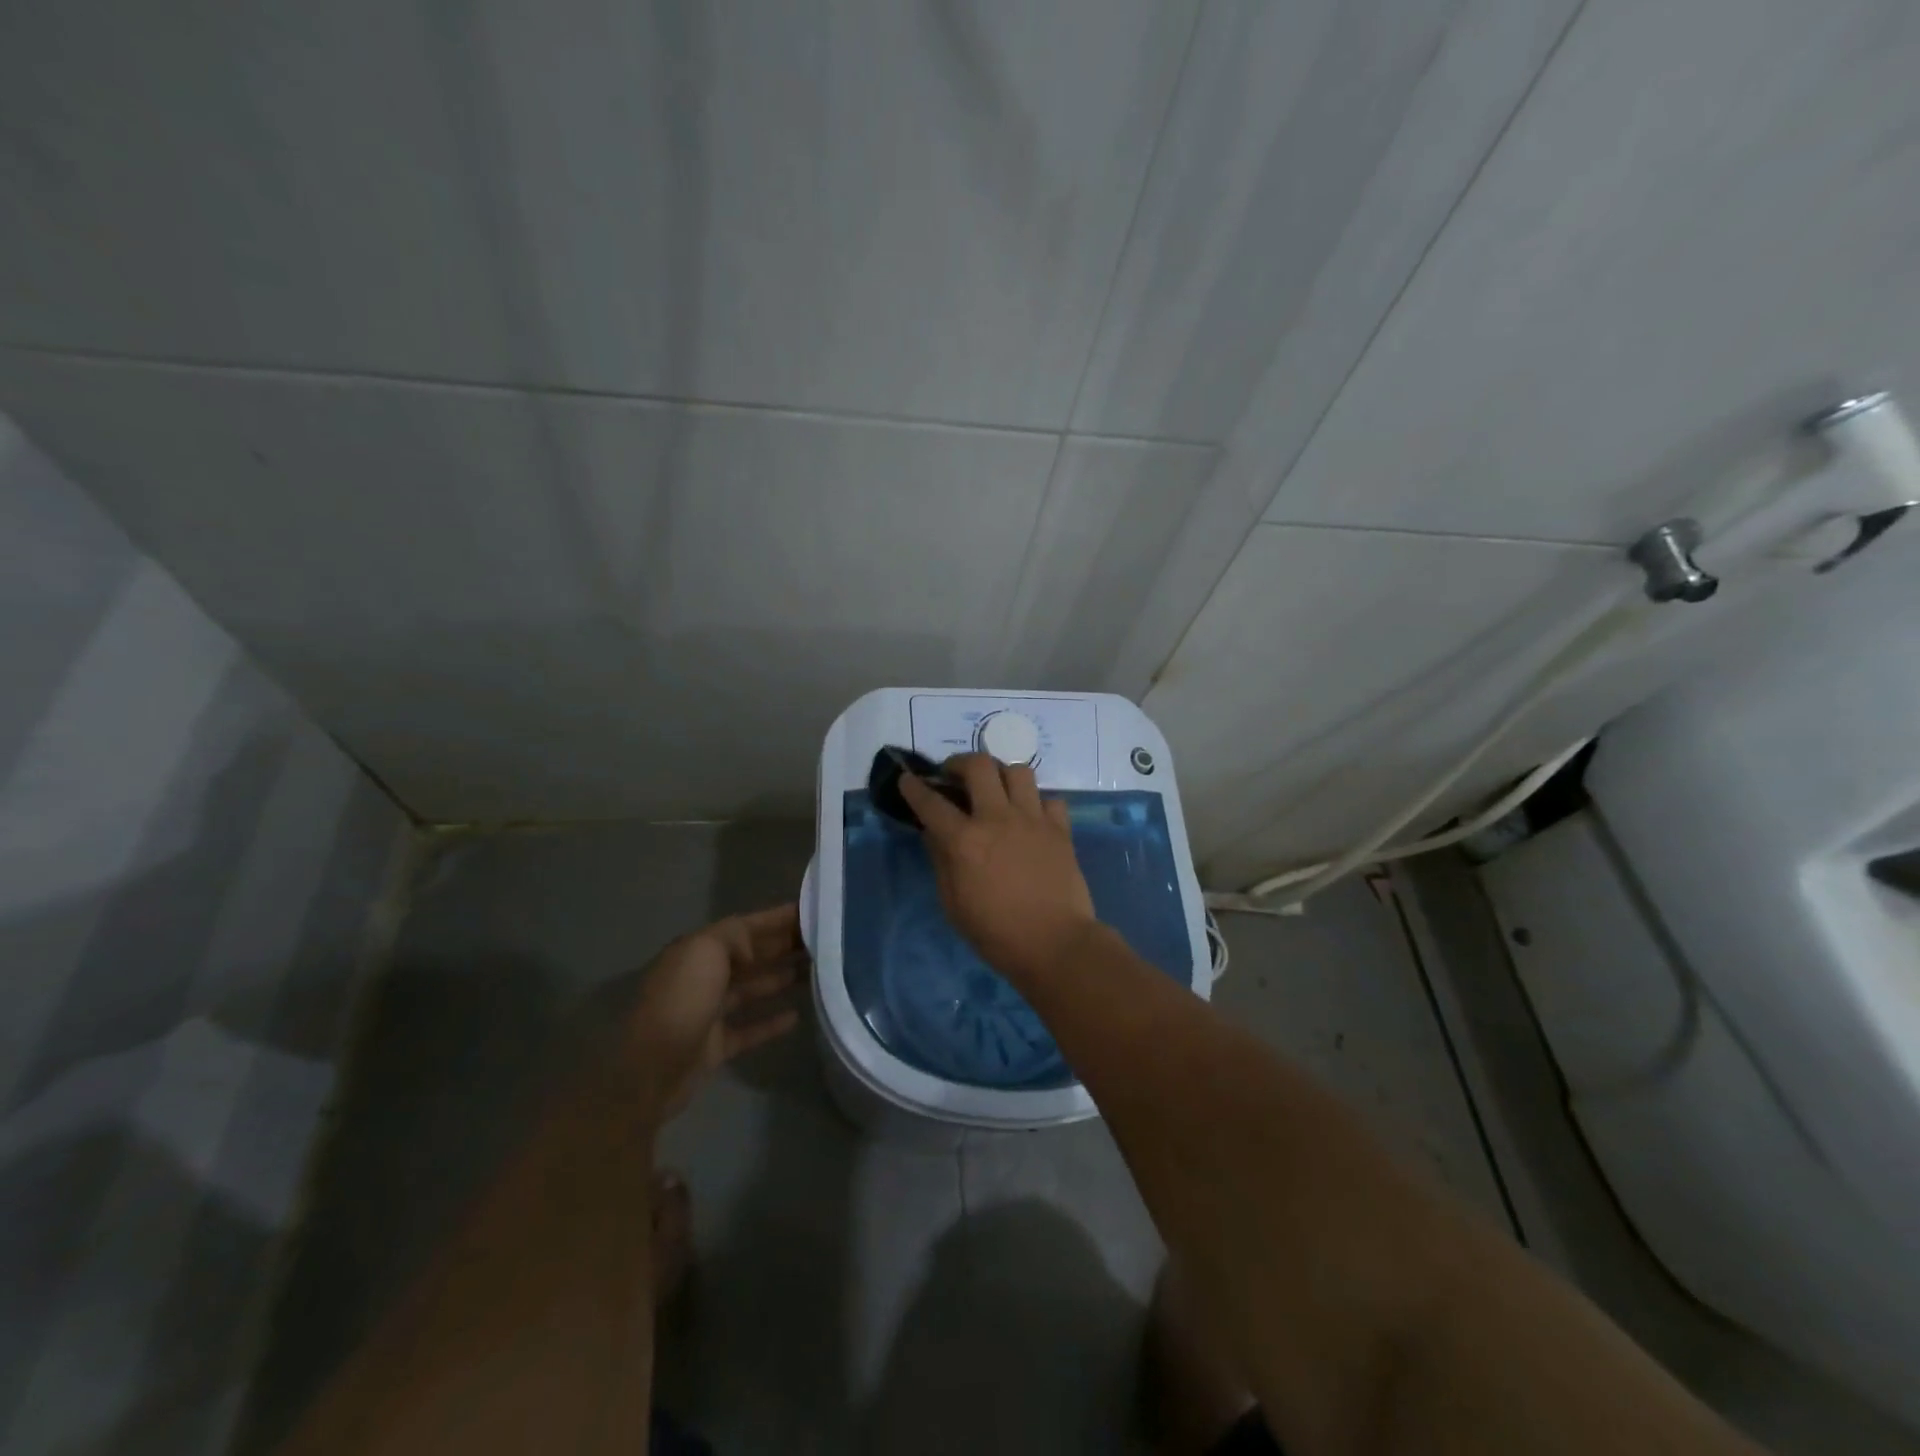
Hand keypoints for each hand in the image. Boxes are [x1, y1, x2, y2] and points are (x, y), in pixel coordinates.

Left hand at [623, 903, 805, 1122]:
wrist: (650, 1070)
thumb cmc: (681, 1000)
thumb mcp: (706, 951)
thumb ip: (735, 937)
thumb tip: (756, 946)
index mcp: (698, 950)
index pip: (745, 927)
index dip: (777, 918)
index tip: (811, 912)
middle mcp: (703, 977)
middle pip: (751, 956)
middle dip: (783, 946)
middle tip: (823, 942)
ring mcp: (709, 1013)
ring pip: (752, 989)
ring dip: (781, 978)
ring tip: (818, 972)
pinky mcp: (715, 1046)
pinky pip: (749, 1028)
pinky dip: (771, 1022)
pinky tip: (796, 1016)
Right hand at [900, 753, 1097, 983]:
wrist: (1055, 944)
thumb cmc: (996, 933)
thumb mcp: (953, 904)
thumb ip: (941, 861)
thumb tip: (933, 833)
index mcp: (965, 841)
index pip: (931, 803)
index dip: (915, 787)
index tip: (907, 778)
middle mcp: (998, 819)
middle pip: (979, 766)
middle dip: (960, 763)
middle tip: (955, 776)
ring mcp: (1033, 820)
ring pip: (1018, 771)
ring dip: (1001, 775)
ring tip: (996, 791)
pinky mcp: (1060, 830)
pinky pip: (1049, 799)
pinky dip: (1037, 803)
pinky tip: (1031, 818)